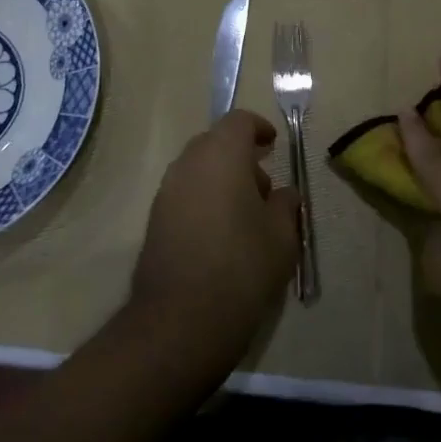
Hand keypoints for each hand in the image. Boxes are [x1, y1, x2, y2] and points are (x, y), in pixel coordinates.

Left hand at [129, 110, 298, 368]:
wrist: (180, 320)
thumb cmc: (242, 267)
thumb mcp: (282, 236)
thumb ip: (286, 205)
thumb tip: (283, 193)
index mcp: (221, 155)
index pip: (238, 121)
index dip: (259, 128)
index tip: (273, 146)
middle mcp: (188, 163)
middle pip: (215, 143)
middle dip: (240, 157)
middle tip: (264, 187)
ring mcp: (166, 191)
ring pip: (197, 169)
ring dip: (221, 179)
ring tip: (245, 216)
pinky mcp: (154, 219)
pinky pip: (184, 194)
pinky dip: (204, 199)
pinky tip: (221, 235)